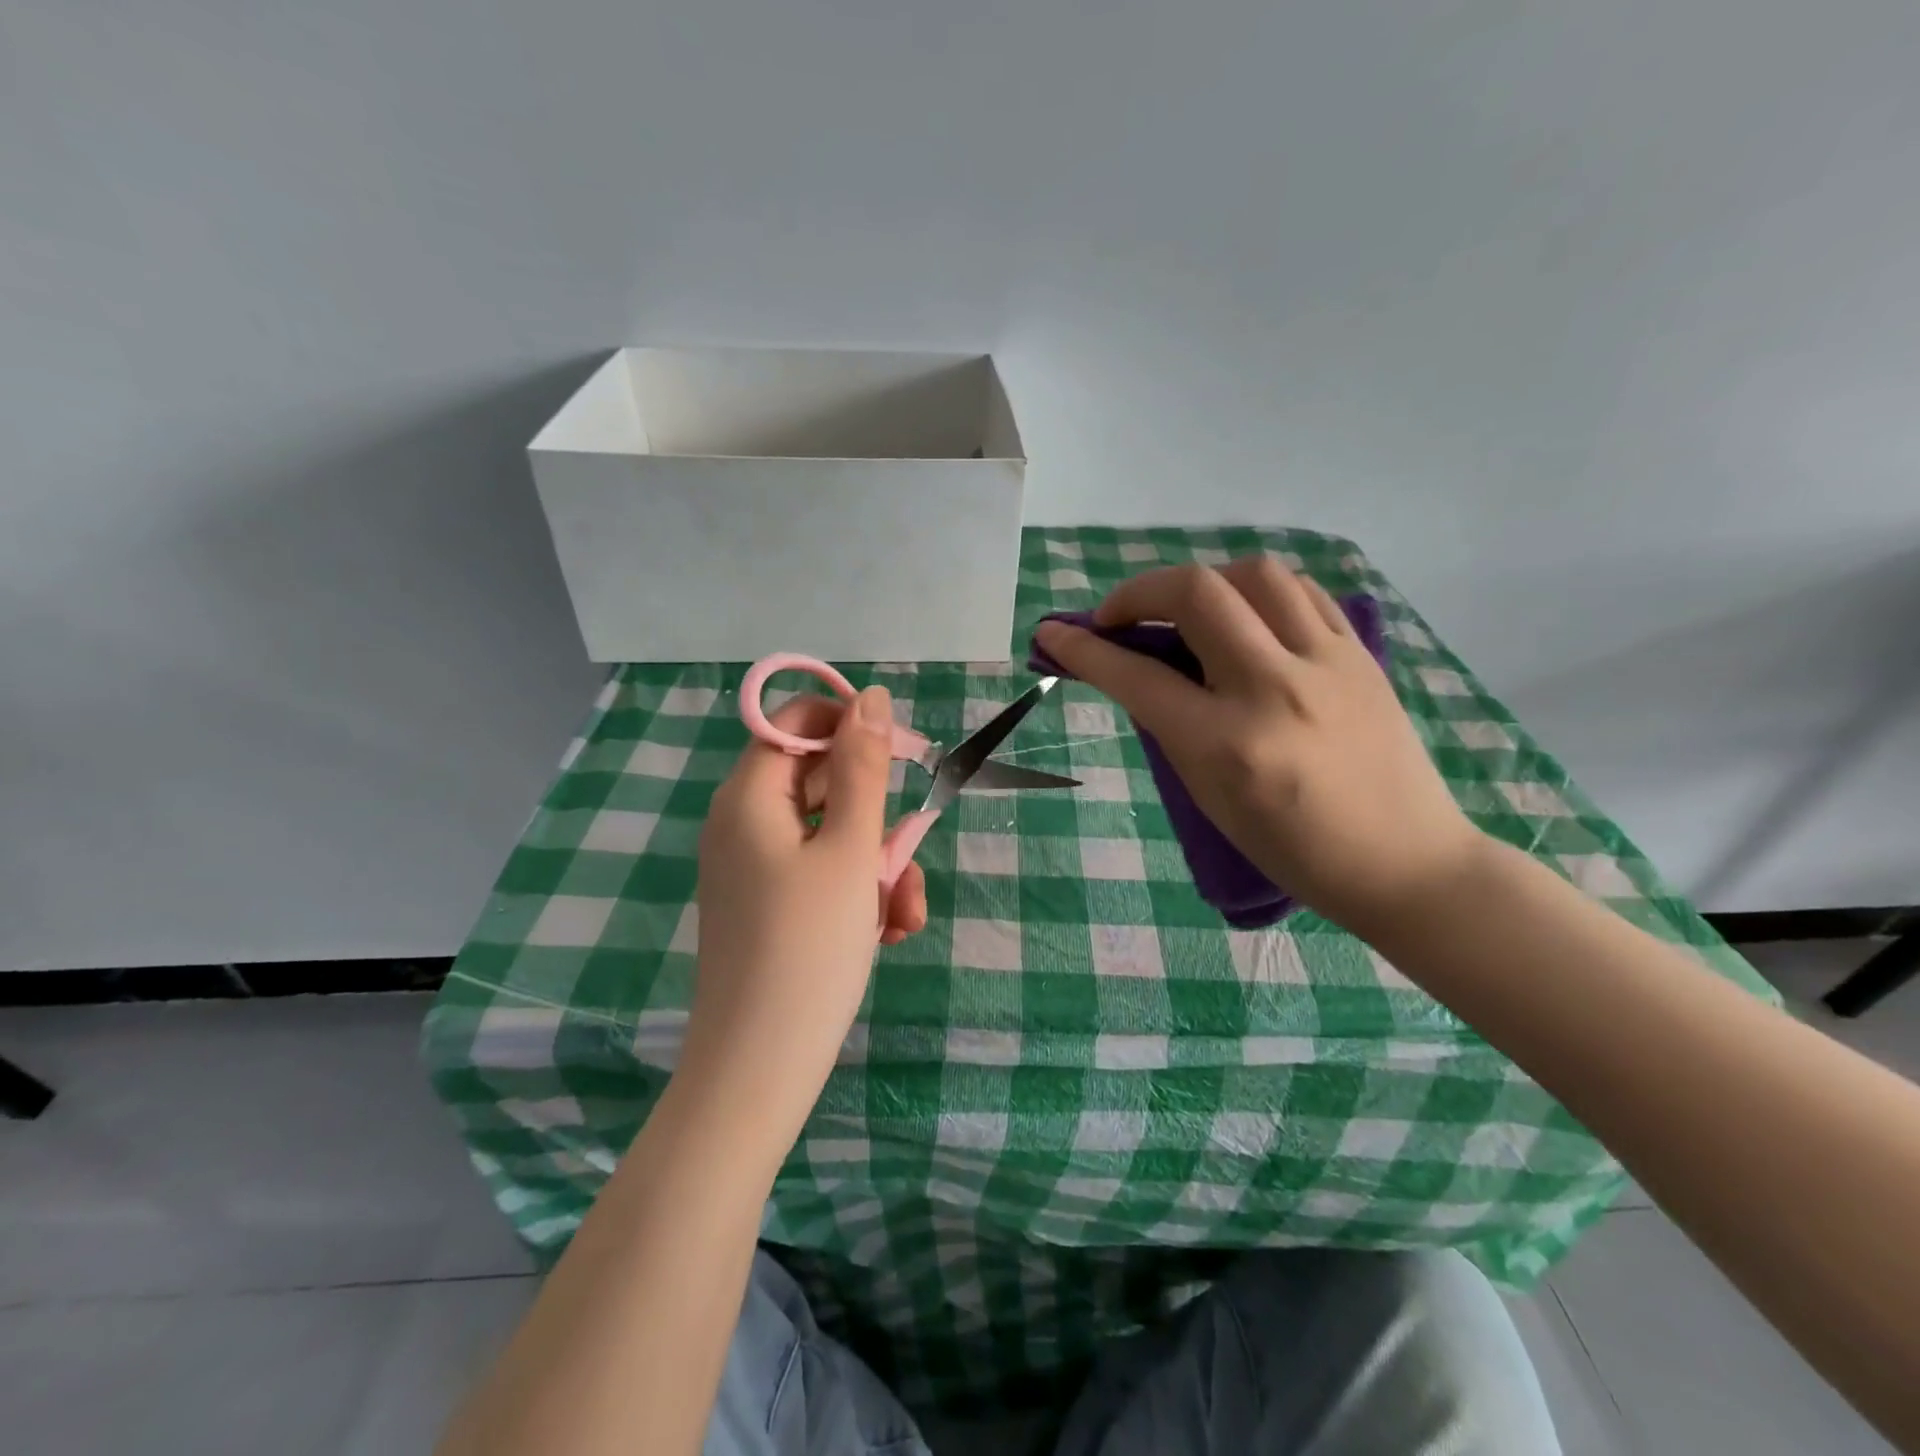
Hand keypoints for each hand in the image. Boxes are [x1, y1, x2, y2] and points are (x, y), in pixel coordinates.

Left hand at [684, 688, 927, 1124]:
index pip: (797, 722)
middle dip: (877, 815)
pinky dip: (858, 891)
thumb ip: (861, 767)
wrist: (760, 1070)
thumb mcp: (849, 850)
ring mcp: (755, 867)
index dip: (852, 727)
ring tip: (903, 914)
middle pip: (821, 781)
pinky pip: (821, 873)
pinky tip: (888, 931)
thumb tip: (868, 697)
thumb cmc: (808, 950)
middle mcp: (743, 823)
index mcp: (749, 797)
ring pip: (832, 834)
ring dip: (879, 864)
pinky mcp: (769, 904)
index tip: (904, 755)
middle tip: (911, 852)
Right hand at [1034, 558, 1480, 933]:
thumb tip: (1135, 669)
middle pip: (1196, 593)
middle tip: (1119, 617)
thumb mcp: (1210, 796)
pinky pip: (1301, 593)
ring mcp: (1326, 663)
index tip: (1054, 634)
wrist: (1403, 861)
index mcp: (1227, 744)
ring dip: (1203, 581)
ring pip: (1254, 575)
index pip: (1137, 676)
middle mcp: (1275, 689)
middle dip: (1138, 592)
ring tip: (1188, 612)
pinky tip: (1247, 616)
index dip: (1083, 649)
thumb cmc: (1292, 850)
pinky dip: (1258, 593)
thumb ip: (1170, 727)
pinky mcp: (1360, 654)